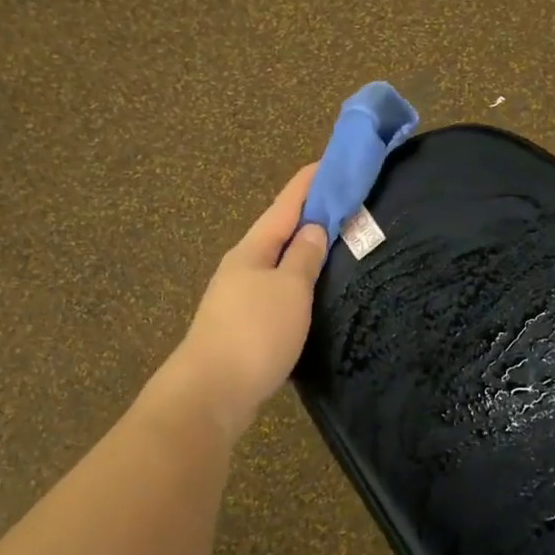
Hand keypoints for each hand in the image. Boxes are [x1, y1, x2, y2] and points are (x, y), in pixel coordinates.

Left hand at [162, 164, 329, 441]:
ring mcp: (238, 298)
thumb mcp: (289, 289)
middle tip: (343, 206)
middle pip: (278, 232)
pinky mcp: (242, 327)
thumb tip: (312, 229)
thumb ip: (303, 257)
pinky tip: (310, 293)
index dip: (308, 183)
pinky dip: (296, 283)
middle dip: (307, 216)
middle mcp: (241, 267)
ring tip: (333, 246)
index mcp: (252, 249)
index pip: (285, 205)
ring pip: (276, 264)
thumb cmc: (254, 332)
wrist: (211, 393)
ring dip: (302, 251)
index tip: (328, 161)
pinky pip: (276, 292)